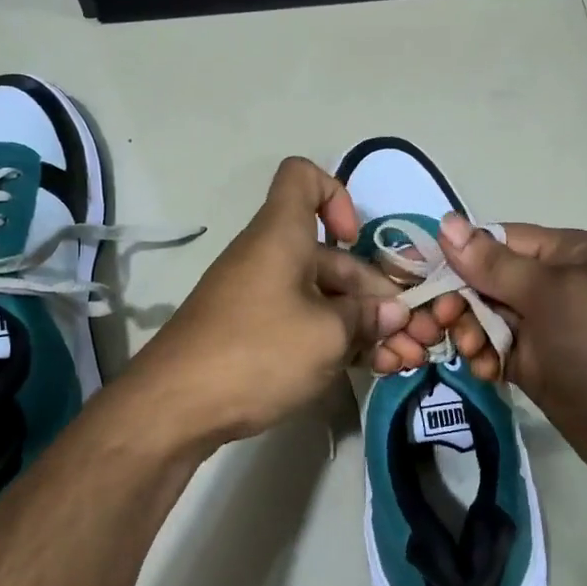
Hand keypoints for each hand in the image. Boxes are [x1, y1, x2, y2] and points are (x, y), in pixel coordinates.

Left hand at [128, 158, 450, 444]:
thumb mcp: (326, 335)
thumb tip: (391, 313)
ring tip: (402, 360)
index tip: (356, 240)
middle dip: (376, 292)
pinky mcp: (253, 333)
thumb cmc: (257, 352)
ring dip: (365, 324)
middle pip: (331, 255)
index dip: (338, 195)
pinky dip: (336, 339)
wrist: (174, 408)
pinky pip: (304, 322)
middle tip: (412, 335)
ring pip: (323, 296)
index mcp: (282, 235)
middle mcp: (270, 257)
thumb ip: (366, 318)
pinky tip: (369, 369)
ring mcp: (260, 298)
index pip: (303, 177)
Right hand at [431, 215, 586, 513]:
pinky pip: (494, 349)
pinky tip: (487, 372)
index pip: (496, 240)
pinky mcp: (536, 365)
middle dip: (459, 299)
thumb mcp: (551, 295)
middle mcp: (552, 284)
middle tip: (440, 324)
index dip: (456, 255)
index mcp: (565, 252)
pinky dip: (483, 357)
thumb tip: (444, 221)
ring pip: (484, 316)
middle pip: (484, 279)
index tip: (417, 276)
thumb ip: (493, 263)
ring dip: (469, 331)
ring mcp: (544, 327)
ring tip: (475, 353)